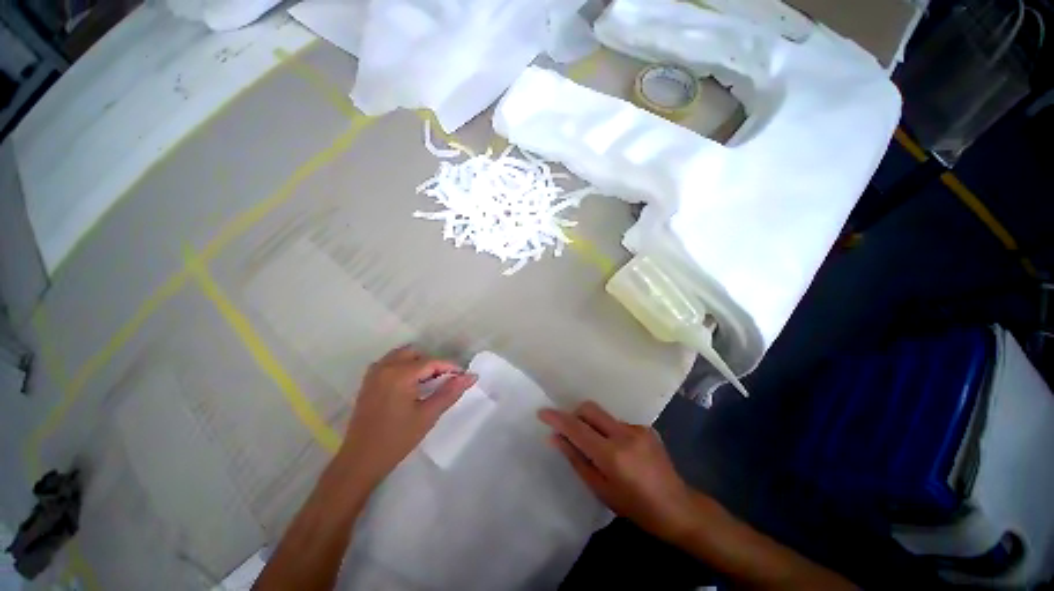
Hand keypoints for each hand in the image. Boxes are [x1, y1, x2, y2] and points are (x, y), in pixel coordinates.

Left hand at [336, 346, 476, 488]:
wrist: (359, 461)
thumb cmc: (396, 439)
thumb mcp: (427, 415)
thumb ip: (450, 392)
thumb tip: (471, 376)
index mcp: (400, 374)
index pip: (431, 362)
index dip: (450, 367)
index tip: (463, 376)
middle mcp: (385, 367)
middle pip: (415, 354)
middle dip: (432, 364)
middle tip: (444, 381)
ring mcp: (374, 374)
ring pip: (401, 356)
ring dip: (417, 363)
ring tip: (428, 383)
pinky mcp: (368, 382)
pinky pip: (389, 363)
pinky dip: (403, 367)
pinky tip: (410, 385)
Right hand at [538, 401, 700, 543]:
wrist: (679, 508)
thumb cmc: (636, 507)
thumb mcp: (601, 489)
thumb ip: (576, 459)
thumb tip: (555, 438)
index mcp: (612, 455)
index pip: (577, 428)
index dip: (557, 418)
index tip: (541, 412)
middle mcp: (625, 434)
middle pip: (590, 409)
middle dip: (574, 414)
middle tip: (570, 431)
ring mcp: (638, 428)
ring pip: (603, 416)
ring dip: (593, 426)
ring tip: (600, 450)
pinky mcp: (646, 427)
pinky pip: (618, 423)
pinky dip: (610, 432)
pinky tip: (620, 452)